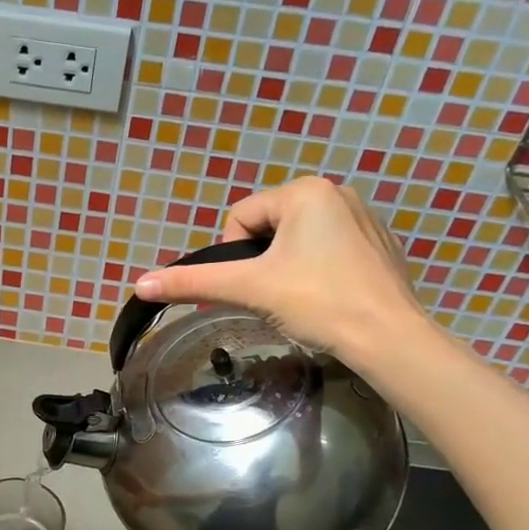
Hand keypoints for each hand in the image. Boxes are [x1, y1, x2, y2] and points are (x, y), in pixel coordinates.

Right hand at [134, 176, 434, 365]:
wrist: (389, 338)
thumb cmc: (318, 303)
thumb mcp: (250, 289)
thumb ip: (193, 283)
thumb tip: (139, 284)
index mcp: (305, 191)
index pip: (241, 218)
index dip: (234, 257)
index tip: (254, 288)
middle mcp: (337, 191)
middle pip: (269, 227)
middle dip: (263, 263)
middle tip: (275, 297)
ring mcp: (364, 217)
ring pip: (298, 240)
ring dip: (287, 267)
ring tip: (301, 300)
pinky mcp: (379, 244)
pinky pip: (329, 249)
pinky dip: (318, 271)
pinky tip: (328, 298)